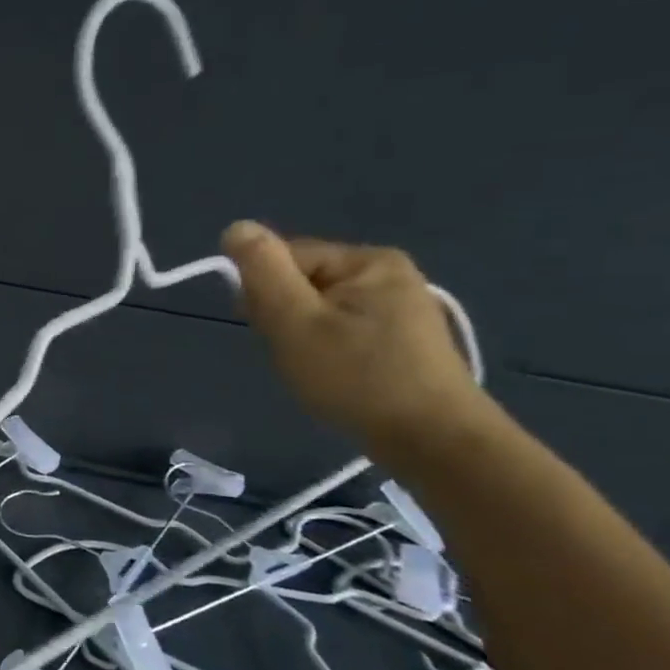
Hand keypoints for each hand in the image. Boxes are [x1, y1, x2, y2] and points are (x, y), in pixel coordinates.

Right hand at [222, 221, 486, 450]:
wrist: (433, 442)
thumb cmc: (356, 378)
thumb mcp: (294, 321)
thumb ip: (262, 270)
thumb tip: (235, 227)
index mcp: (366, 260)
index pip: (283, 260)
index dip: (263, 295)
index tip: (272, 333)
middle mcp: (388, 272)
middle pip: (300, 282)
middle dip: (284, 317)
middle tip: (295, 354)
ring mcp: (401, 306)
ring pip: (317, 309)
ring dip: (302, 336)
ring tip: (315, 370)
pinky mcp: (404, 337)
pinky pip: (341, 328)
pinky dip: (326, 349)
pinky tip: (336, 375)